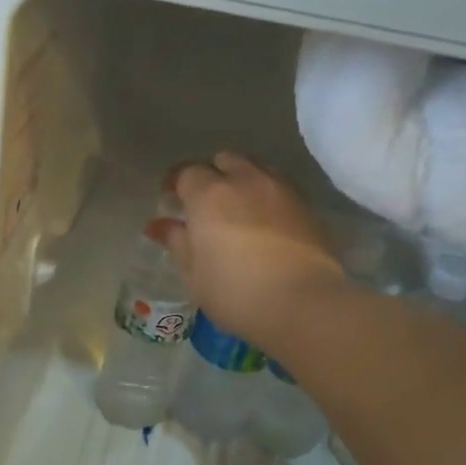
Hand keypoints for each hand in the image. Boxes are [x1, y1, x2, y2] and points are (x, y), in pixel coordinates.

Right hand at [152, 152, 345, 349]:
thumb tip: (158, 224)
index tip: (170, 200)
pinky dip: (266, 195)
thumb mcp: (194, 274)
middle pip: (225, 160)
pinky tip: (264, 222)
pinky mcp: (307, 206)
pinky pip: (279, 187)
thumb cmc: (235, 292)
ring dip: (242, 180)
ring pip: (256, 168)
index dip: (175, 184)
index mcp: (210, 195)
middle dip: (211, 174)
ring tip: (237, 208)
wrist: (303, 304)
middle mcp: (245, 181)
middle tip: (204, 202)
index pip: (186, 173)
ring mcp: (280, 190)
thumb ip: (176, 242)